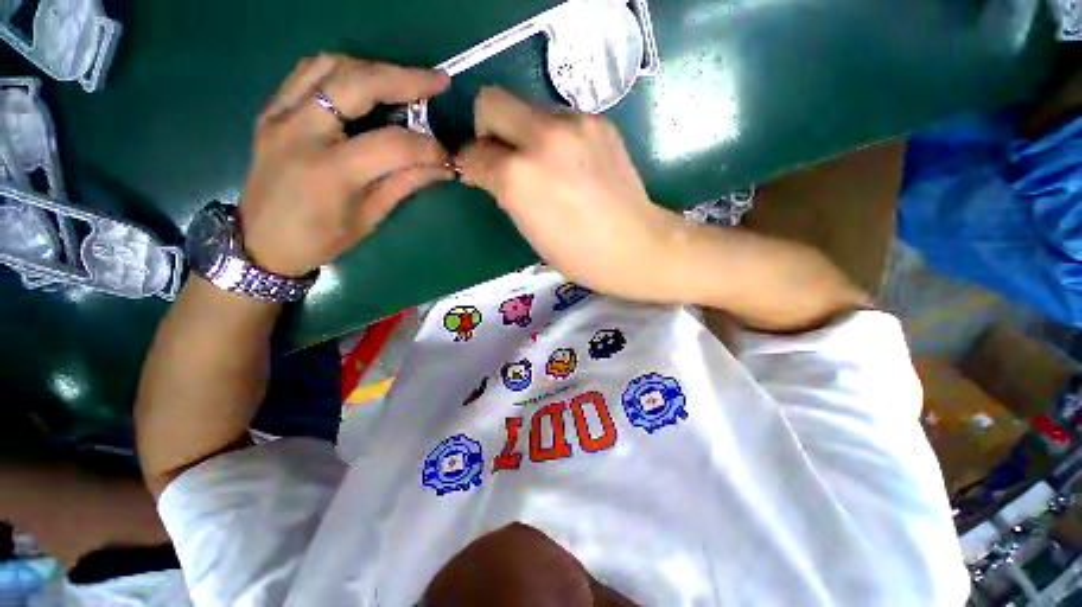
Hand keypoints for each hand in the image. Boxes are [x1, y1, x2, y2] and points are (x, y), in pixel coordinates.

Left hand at [239, 55, 452, 276]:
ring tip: (402, 81)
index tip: (448, 154)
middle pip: (357, 84)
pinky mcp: (271, 110)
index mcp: (331, 171)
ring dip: (373, 69)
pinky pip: (307, 73)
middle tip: (437, 82)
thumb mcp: (369, 218)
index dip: (428, 147)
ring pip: (330, 66)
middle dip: (405, 79)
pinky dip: (342, 70)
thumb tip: (443, 167)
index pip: (393, 144)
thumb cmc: (320, 239)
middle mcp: (301, 131)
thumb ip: (405, 184)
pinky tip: (363, 83)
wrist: (261, 242)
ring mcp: (280, 115)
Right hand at [456, 87, 687, 302]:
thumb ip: (504, 192)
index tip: (477, 174)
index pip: (473, 151)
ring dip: (522, 133)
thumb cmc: (578, 255)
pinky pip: (558, 118)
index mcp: (519, 176)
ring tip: (542, 166)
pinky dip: (551, 136)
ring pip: (526, 108)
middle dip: (487, 129)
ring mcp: (575, 124)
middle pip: (491, 102)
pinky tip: (568, 163)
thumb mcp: (528, 230)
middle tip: (502, 158)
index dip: (470, 164)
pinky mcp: (599, 122)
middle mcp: (543, 138)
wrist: (637, 246)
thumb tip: (490, 170)